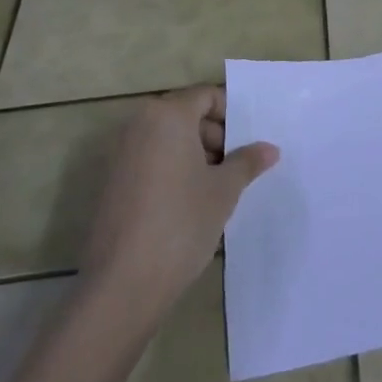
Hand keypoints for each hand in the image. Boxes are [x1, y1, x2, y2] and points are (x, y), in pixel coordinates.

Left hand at [80, 85, 278, 323]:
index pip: (206, 96)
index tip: (249, 142)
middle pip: (186, 115)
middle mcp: (138, 125)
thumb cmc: (181, 223)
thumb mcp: (224, 190)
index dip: (232, 114)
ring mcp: (120, 154)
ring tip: (219, 189)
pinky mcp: (111, 183)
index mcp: (167, 115)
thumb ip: (247, 162)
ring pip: (168, 140)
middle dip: (215, 137)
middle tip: (238, 168)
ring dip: (195, 156)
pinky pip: (151, 162)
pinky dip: (173, 171)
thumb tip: (270, 148)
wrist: (122, 285)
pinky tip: (190, 205)